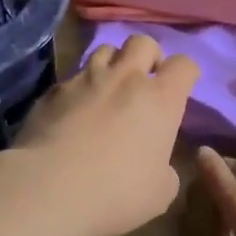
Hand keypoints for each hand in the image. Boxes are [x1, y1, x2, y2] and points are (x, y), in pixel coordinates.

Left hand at [9, 33, 199, 235]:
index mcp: (160, 99)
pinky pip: (72, 78)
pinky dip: (79, 89)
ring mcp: (85, 79)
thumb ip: (165, 169)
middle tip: (143, 83)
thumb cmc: (116, 192)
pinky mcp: (53, 90)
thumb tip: (157, 163)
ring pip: (104, 51)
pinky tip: (73, 112)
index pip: (184, 64)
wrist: (49, 188)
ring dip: (112, 66)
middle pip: (142, 42)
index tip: (180, 90)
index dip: (185, 74)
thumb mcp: (160, 193)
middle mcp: (125, 78)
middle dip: (148, 57)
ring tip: (107, 90)